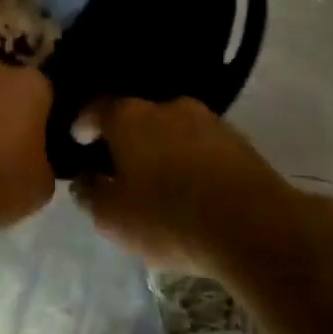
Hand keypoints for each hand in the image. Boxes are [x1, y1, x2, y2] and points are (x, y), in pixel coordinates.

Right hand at [72, 97, 283, 270]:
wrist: (255, 227)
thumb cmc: (168, 217)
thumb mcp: (112, 217)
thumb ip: (89, 193)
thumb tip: (84, 179)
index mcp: (128, 117)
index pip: (95, 109)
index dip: (82, 125)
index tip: (78, 143)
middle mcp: (166, 106)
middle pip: (135, 117)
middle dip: (125, 139)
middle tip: (119, 167)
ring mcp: (207, 120)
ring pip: (171, 129)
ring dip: (161, 149)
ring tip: (159, 180)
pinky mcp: (238, 140)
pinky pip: (201, 145)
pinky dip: (191, 160)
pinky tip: (192, 186)